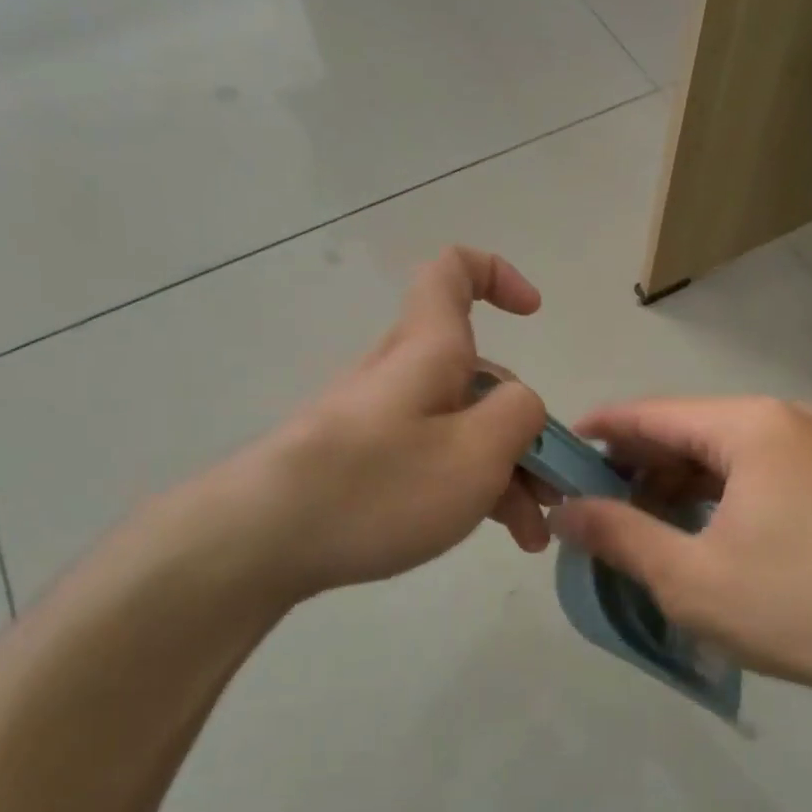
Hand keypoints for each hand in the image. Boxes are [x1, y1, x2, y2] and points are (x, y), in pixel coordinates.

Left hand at [171, 248, 550, 611]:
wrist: (260, 540)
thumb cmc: (379, 485)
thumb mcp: (476, 451)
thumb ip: (519, 414)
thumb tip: (519, 404)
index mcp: (429, 348)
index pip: (453, 271)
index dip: (497, 275)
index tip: (533, 314)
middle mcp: (404, 373)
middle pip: (477, 375)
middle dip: (524, 428)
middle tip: (550, 492)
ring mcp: (381, 419)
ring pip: (459, 426)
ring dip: (504, 472)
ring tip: (529, 536)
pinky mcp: (364, 459)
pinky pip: (431, 456)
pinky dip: (467, 486)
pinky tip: (490, 533)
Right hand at [549, 398, 811, 695]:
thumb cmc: (794, 606)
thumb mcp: (688, 576)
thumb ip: (618, 534)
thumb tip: (563, 511)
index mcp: (751, 425)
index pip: (654, 413)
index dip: (602, 430)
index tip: (560, 450)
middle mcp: (787, 419)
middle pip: (689, 430)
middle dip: (638, 465)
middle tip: (594, 502)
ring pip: (724, 453)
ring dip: (677, 482)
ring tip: (639, 522)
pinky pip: (756, 472)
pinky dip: (717, 494)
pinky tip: (696, 529)